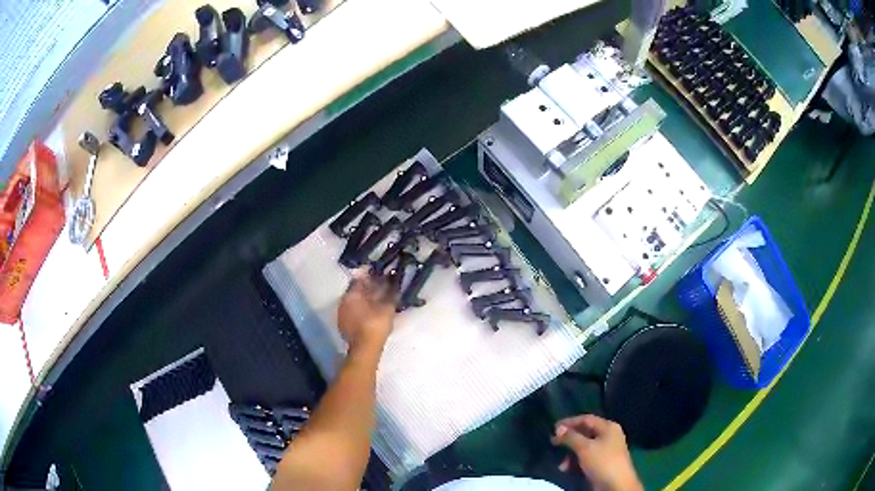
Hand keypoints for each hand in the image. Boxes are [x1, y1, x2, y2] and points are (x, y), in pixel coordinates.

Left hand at [337, 269, 397, 352]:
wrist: (365, 348)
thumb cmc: (376, 324)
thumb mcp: (387, 307)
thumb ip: (391, 293)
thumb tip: (395, 282)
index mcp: (351, 294)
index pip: (360, 280)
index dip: (371, 278)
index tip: (381, 278)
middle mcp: (343, 302)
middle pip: (356, 291)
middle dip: (367, 290)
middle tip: (380, 289)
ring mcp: (341, 315)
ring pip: (354, 303)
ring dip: (364, 301)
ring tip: (377, 302)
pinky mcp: (344, 326)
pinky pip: (353, 313)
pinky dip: (361, 311)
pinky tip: (371, 314)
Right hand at [551, 415, 642, 490]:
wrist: (616, 485)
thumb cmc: (602, 461)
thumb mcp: (585, 448)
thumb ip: (571, 437)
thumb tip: (559, 428)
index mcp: (608, 427)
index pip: (586, 419)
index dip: (569, 422)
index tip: (553, 428)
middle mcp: (608, 436)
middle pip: (584, 433)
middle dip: (568, 439)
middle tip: (553, 443)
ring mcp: (605, 451)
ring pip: (583, 447)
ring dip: (570, 453)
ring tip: (561, 463)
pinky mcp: (601, 463)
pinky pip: (585, 458)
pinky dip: (575, 462)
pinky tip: (566, 469)